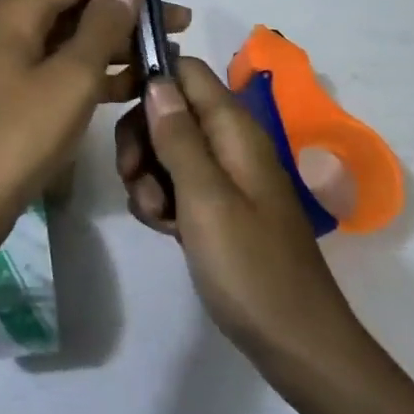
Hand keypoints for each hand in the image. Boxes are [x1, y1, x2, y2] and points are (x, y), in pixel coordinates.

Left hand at [0, 0, 189, 261]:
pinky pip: (66, 68)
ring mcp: (15, 61)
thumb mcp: (72, 76)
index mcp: (20, 10)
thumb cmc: (21, 133)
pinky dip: (100, 72)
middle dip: (131, 9)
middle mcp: (14, 25)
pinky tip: (139, 84)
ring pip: (76, 38)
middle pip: (81, 3)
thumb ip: (104, 23)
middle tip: (182, 21)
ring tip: (170, 52)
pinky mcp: (20, 92)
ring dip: (121, 42)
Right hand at [117, 57, 363, 375]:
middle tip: (134, 180)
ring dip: (147, 177)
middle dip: (141, 139)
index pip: (185, 70)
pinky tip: (165, 230)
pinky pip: (176, 184)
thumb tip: (156, 79)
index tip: (117, 110)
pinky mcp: (218, 206)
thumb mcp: (205, 198)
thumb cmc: (250, 267)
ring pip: (166, 149)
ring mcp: (225, 176)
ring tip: (156, 218)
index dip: (150, 80)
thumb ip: (178, 136)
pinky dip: (162, 201)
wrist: (296, 343)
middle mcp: (230, 142)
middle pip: (169, 109)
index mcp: (234, 128)